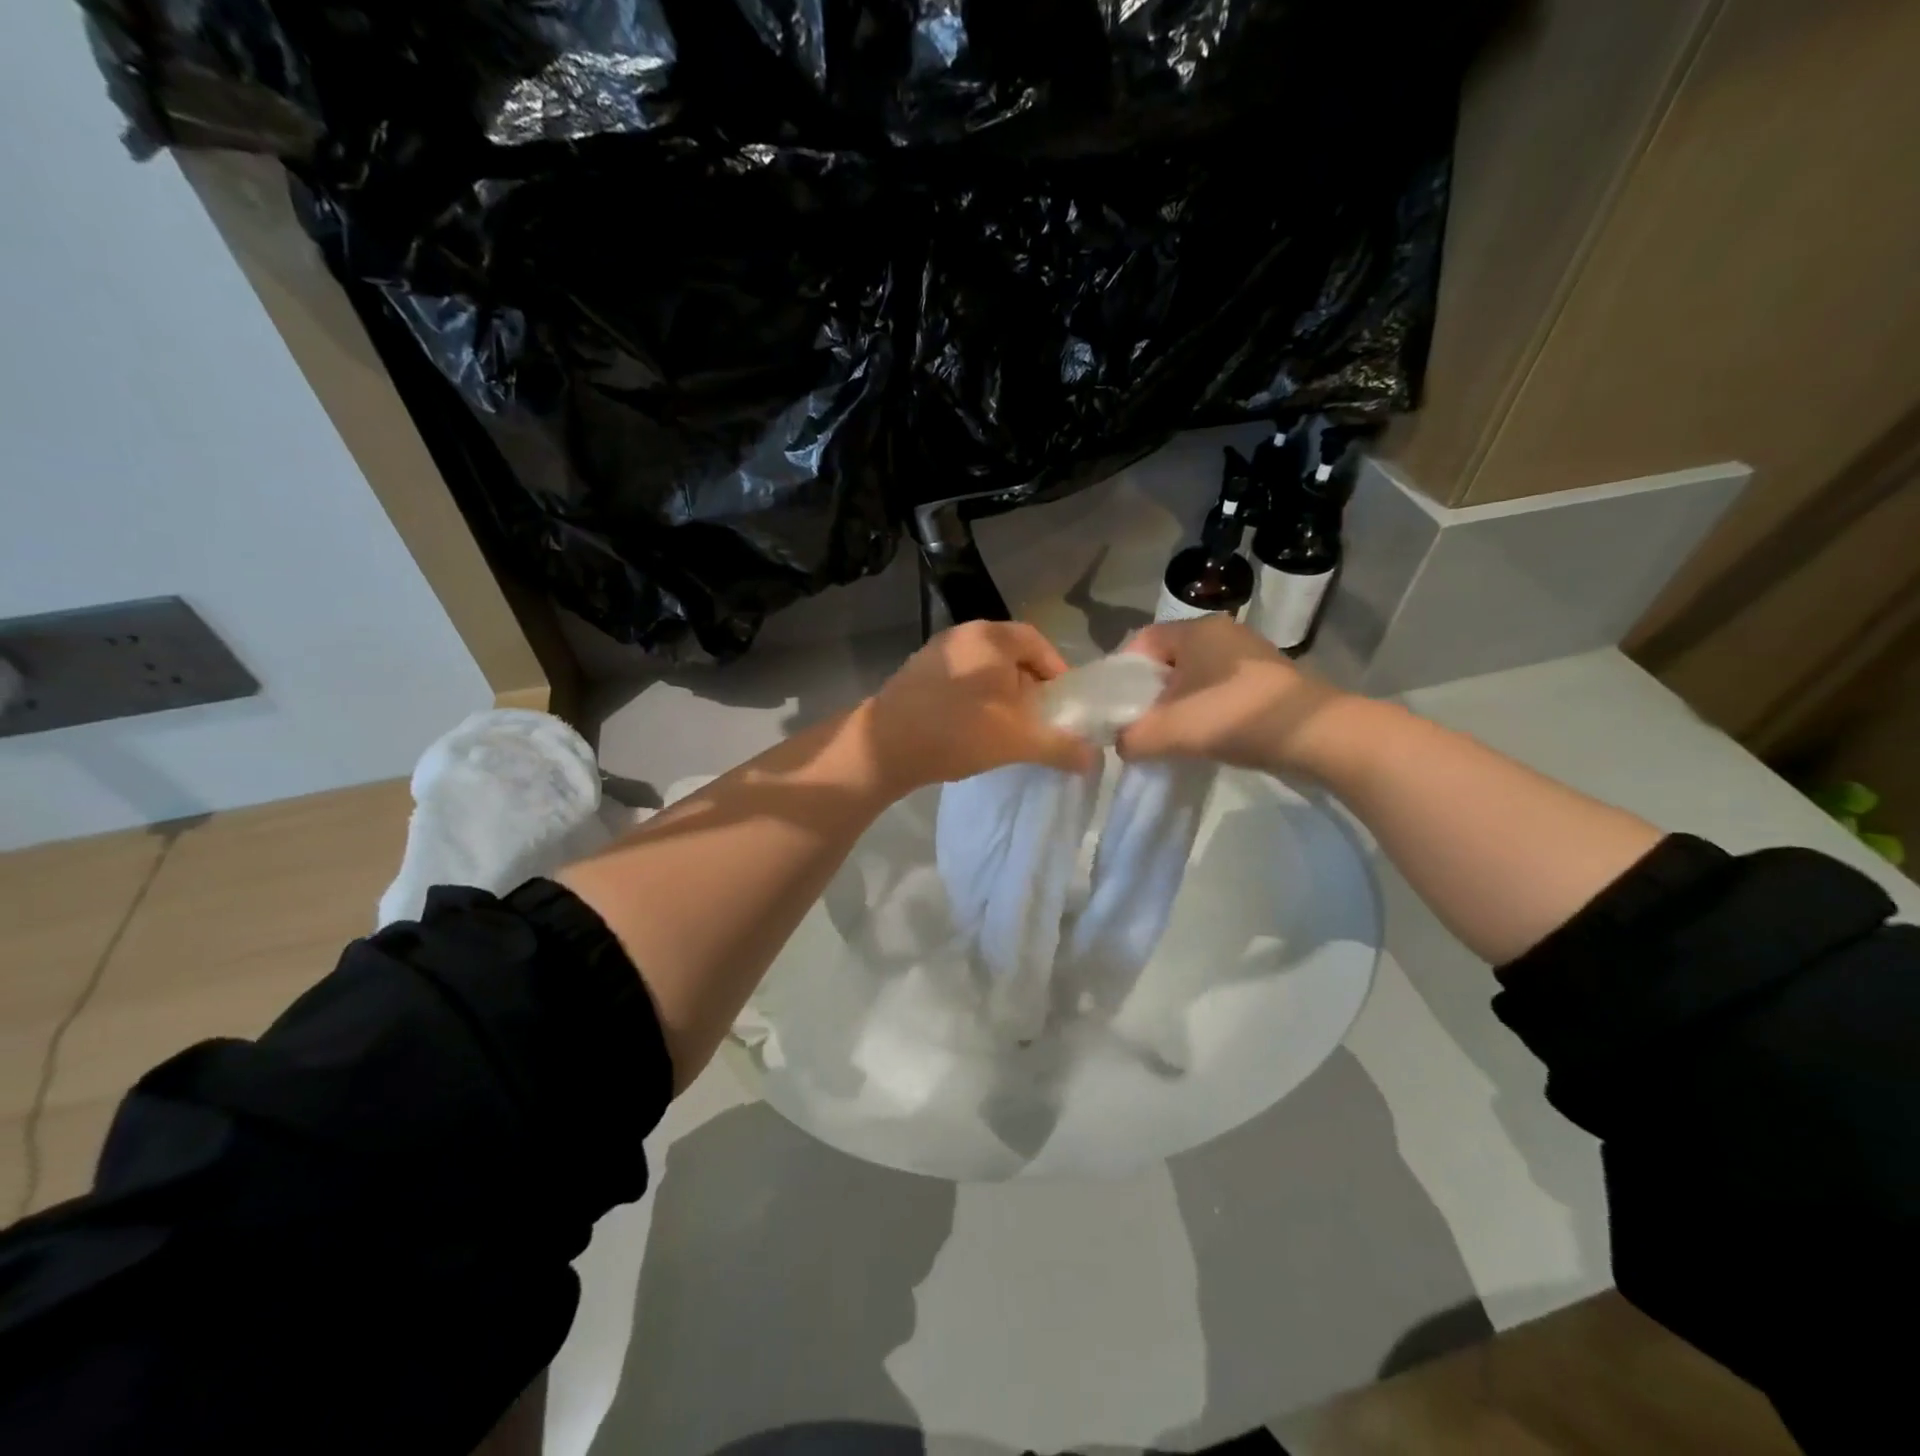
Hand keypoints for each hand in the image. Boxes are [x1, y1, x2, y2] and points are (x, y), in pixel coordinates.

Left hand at [859, 621, 1098, 790]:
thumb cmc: (957, 732)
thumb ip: (1060, 746)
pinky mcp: (916, 673)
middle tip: (1038, 719)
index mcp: (991, 637)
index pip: (1038, 643)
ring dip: (1001, 695)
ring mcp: (935, 652)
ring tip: (1007, 729)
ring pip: (984, 669)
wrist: (884, 746)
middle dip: (1030, 686)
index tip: (1063, 703)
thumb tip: (1094, 759)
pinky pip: (960, 680)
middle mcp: (963, 634)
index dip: (1057, 671)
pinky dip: (975, 699)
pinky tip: (972, 729)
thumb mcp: (1018, 741)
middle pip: (1011, 655)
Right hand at [1116, 616, 1347, 772]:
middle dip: (1148, 694)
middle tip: (1140, 726)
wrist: (1316, 735)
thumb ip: (1132, 737)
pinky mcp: (1267, 678)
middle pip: (1167, 661)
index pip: (1141, 641)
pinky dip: (1205, 710)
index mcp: (1195, 630)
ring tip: (1171, 737)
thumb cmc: (1235, 717)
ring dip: (1178, 705)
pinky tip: (1205, 737)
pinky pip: (1219, 689)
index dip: (1121, 674)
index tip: (1115, 709)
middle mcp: (1221, 632)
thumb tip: (1123, 744)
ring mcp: (1248, 654)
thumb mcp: (1170, 731)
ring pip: (1194, 677)